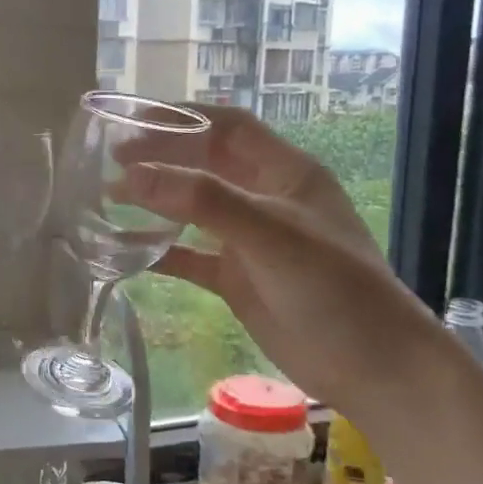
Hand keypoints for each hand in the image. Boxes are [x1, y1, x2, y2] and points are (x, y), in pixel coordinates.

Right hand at [122, 108, 437, 409]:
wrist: (371, 366)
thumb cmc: (332, 286)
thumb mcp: (270, 233)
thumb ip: (204, 201)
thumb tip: (134, 175)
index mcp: (286, 173)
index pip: (229, 128)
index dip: (184, 117)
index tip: (136, 120)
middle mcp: (265, 199)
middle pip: (205, 164)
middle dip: (162, 158)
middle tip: (113, 161)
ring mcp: (249, 241)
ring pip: (193, 210)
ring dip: (155, 202)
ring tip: (110, 198)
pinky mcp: (237, 279)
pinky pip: (190, 256)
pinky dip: (159, 250)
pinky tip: (125, 250)